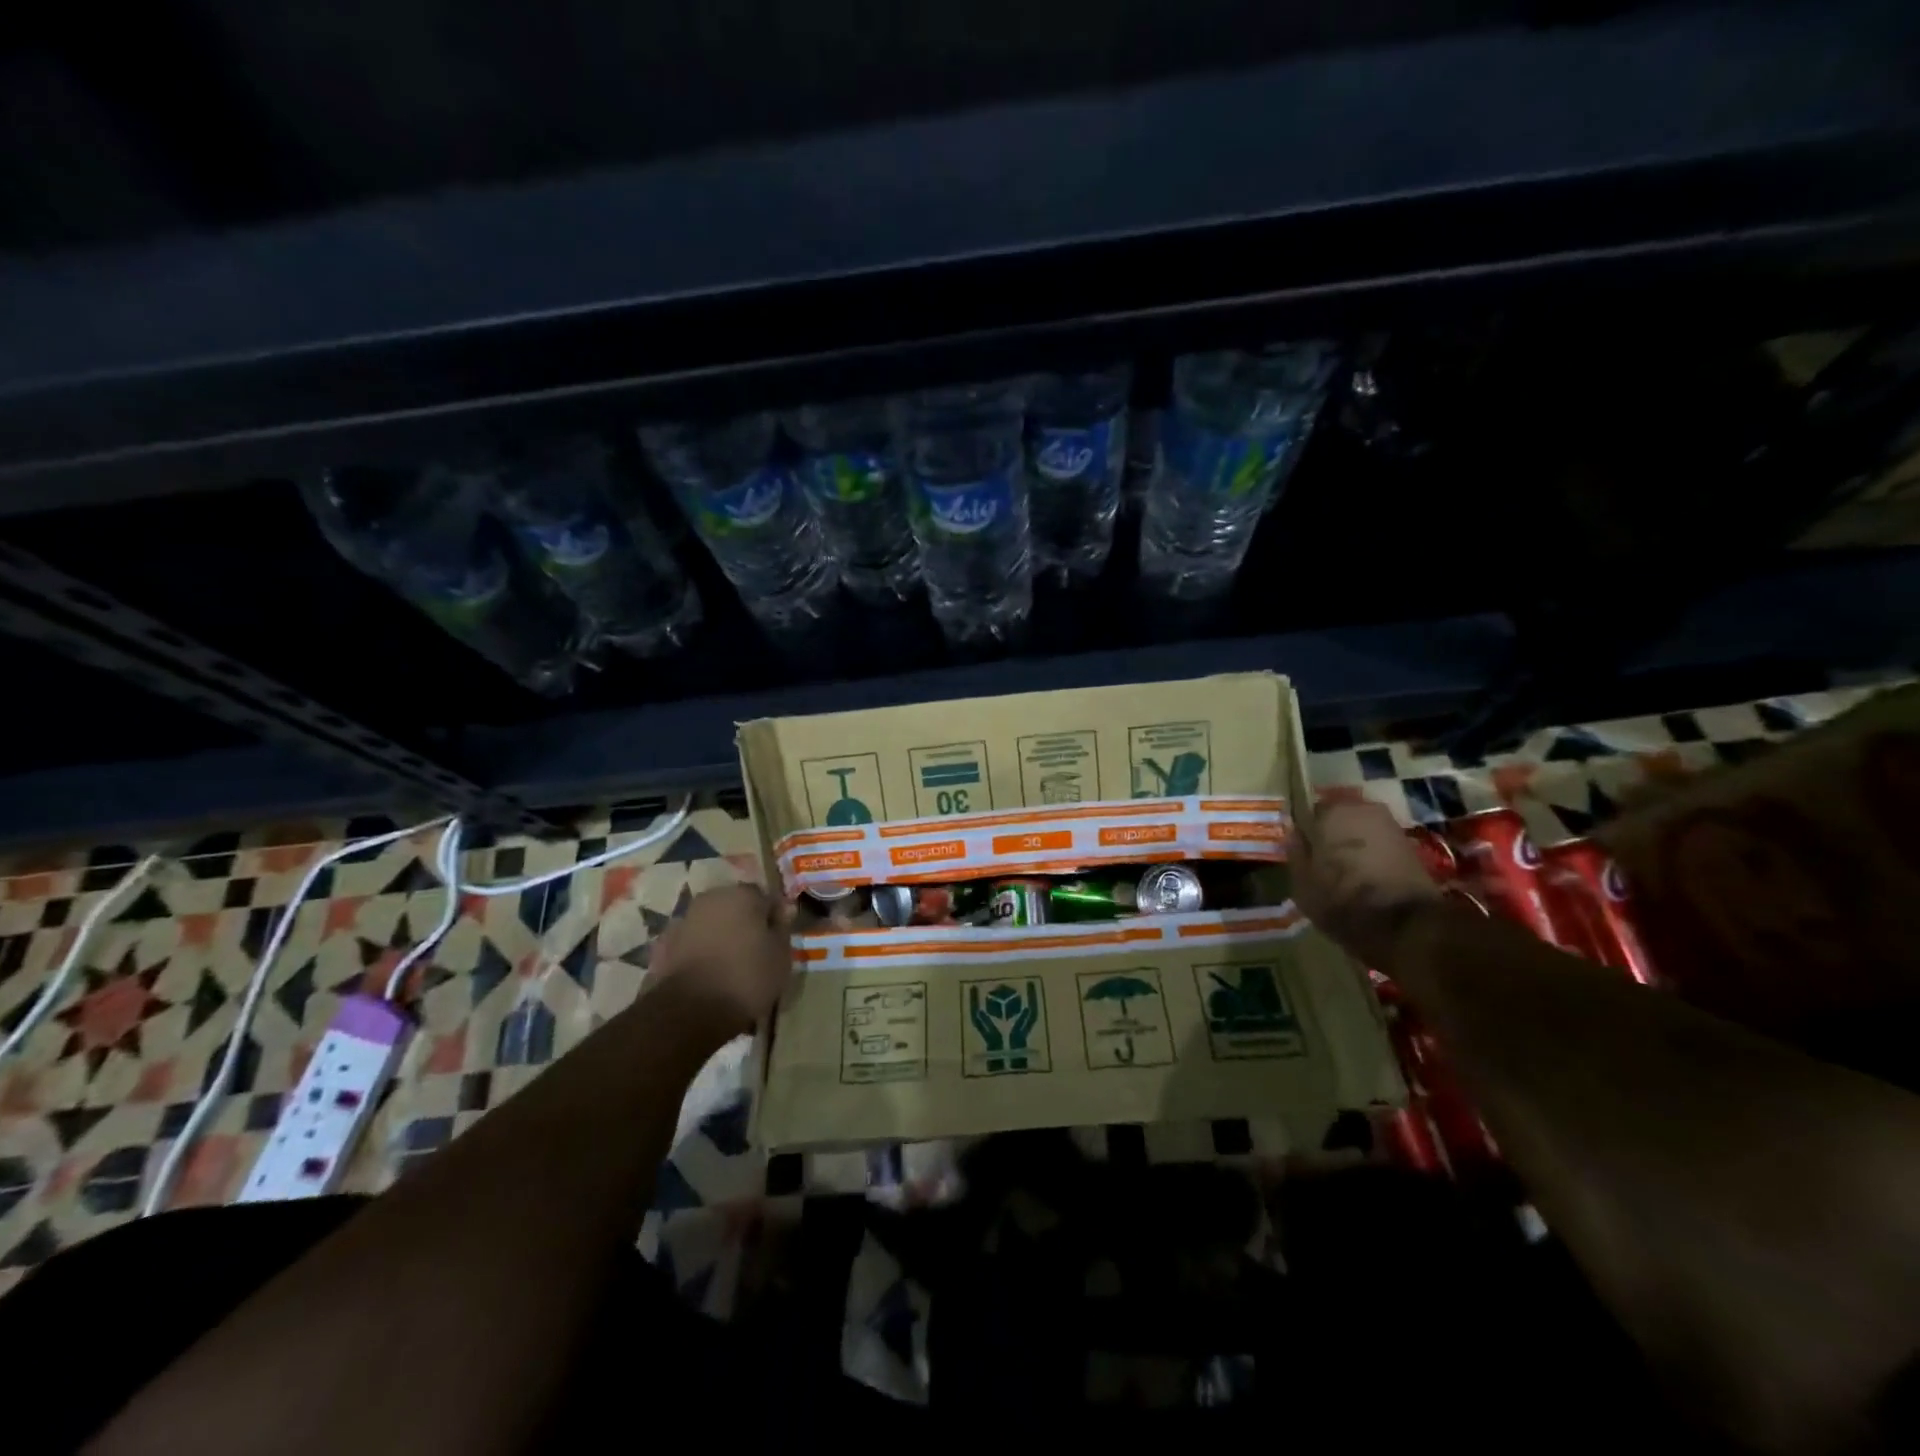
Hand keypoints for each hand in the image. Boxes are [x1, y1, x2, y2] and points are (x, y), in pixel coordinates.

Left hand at [645, 884, 792, 1041]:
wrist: (688, 1012)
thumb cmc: (746, 978)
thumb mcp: (781, 957)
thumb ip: (783, 929)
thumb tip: (784, 910)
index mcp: (742, 895)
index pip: (766, 898)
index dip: (774, 918)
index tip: (779, 939)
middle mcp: (711, 899)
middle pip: (735, 907)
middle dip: (745, 924)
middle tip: (756, 952)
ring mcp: (684, 920)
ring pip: (712, 925)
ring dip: (721, 938)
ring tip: (731, 967)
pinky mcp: (663, 946)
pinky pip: (692, 944)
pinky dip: (701, 954)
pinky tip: (709, 977)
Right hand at [1289, 800, 1441, 966]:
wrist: (1405, 925)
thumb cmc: (1341, 900)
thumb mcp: (1303, 883)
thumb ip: (1295, 853)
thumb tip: (1293, 833)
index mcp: (1330, 813)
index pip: (1309, 810)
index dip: (1306, 830)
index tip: (1303, 847)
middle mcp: (1361, 809)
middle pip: (1339, 815)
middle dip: (1331, 832)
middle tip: (1323, 857)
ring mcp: (1390, 825)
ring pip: (1361, 828)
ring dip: (1353, 842)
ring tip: (1345, 868)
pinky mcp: (1410, 845)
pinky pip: (1379, 842)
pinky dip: (1372, 853)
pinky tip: (1366, 874)